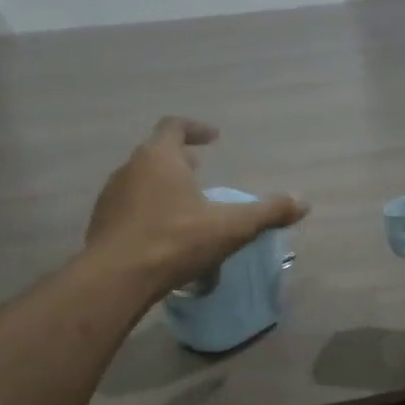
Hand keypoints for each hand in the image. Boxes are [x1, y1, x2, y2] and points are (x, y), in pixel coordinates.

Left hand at [84, 117, 305, 297]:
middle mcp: (130, 168)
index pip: (175, 127)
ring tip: (184, 204)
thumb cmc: (175, 241)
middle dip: (180, 159)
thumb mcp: (231, 227)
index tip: (213, 138)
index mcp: (159, 157)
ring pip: (141, 180)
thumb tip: (303, 202)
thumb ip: (268, 212)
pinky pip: (129, 206)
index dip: (195, 129)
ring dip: (163, 185)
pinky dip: (148, 209)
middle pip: (156, 153)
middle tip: (199, 169)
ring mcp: (111, 195)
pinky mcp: (102, 223)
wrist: (117, 277)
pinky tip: (162, 233)